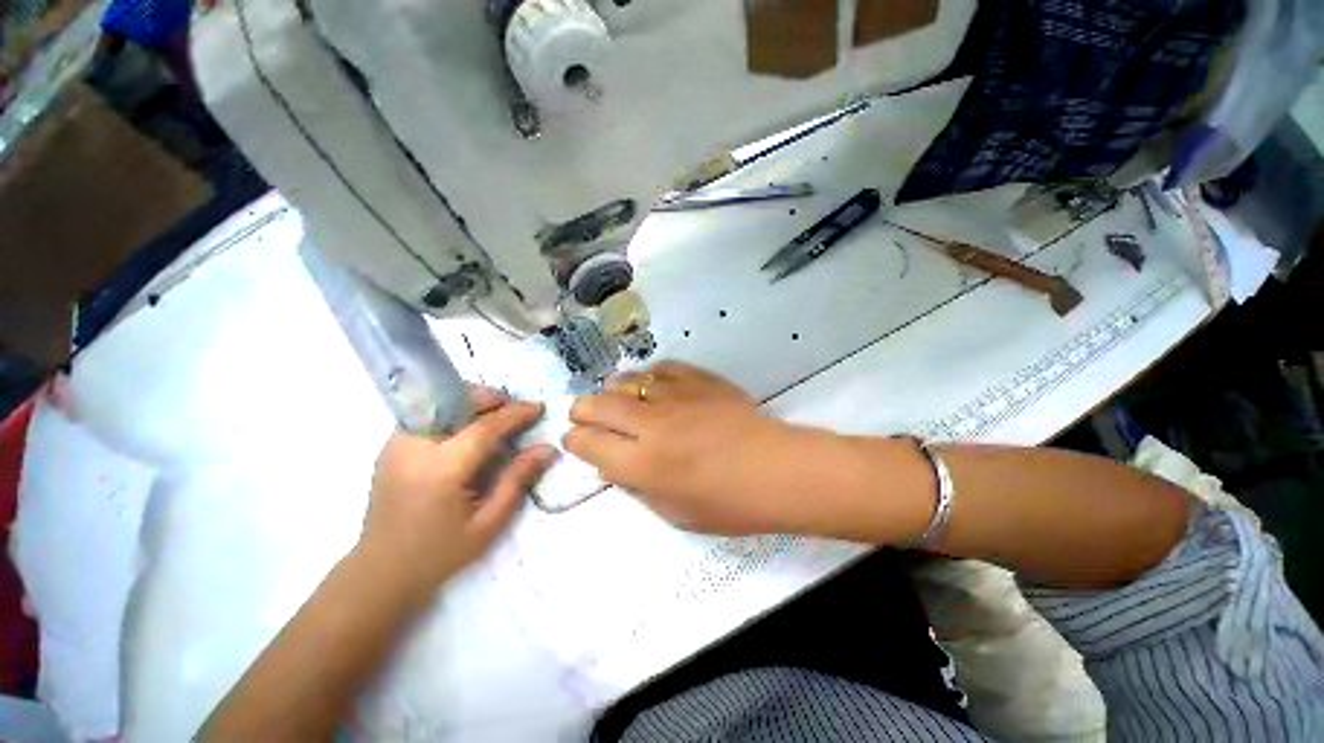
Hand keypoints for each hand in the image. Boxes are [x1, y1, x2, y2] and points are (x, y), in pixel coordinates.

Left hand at [358, 387, 556, 598]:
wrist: (380, 573)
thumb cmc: (439, 553)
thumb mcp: (488, 523)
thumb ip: (518, 480)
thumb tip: (548, 449)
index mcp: (440, 470)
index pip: (484, 427)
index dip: (516, 413)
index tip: (539, 407)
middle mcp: (413, 448)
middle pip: (456, 403)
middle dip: (491, 398)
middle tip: (515, 410)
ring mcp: (395, 445)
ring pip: (439, 403)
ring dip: (471, 403)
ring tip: (494, 418)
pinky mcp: (390, 448)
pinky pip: (427, 415)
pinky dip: (452, 413)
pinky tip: (467, 431)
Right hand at [565, 362, 801, 534]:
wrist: (775, 469)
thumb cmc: (727, 504)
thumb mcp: (672, 512)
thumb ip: (635, 485)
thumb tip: (613, 462)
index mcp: (642, 464)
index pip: (586, 442)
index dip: (575, 441)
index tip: (577, 441)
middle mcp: (650, 424)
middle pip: (597, 404)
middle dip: (583, 411)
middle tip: (588, 418)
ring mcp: (675, 396)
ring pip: (625, 380)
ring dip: (615, 393)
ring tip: (622, 402)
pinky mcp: (697, 379)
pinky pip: (660, 368)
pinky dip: (650, 378)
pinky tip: (656, 389)